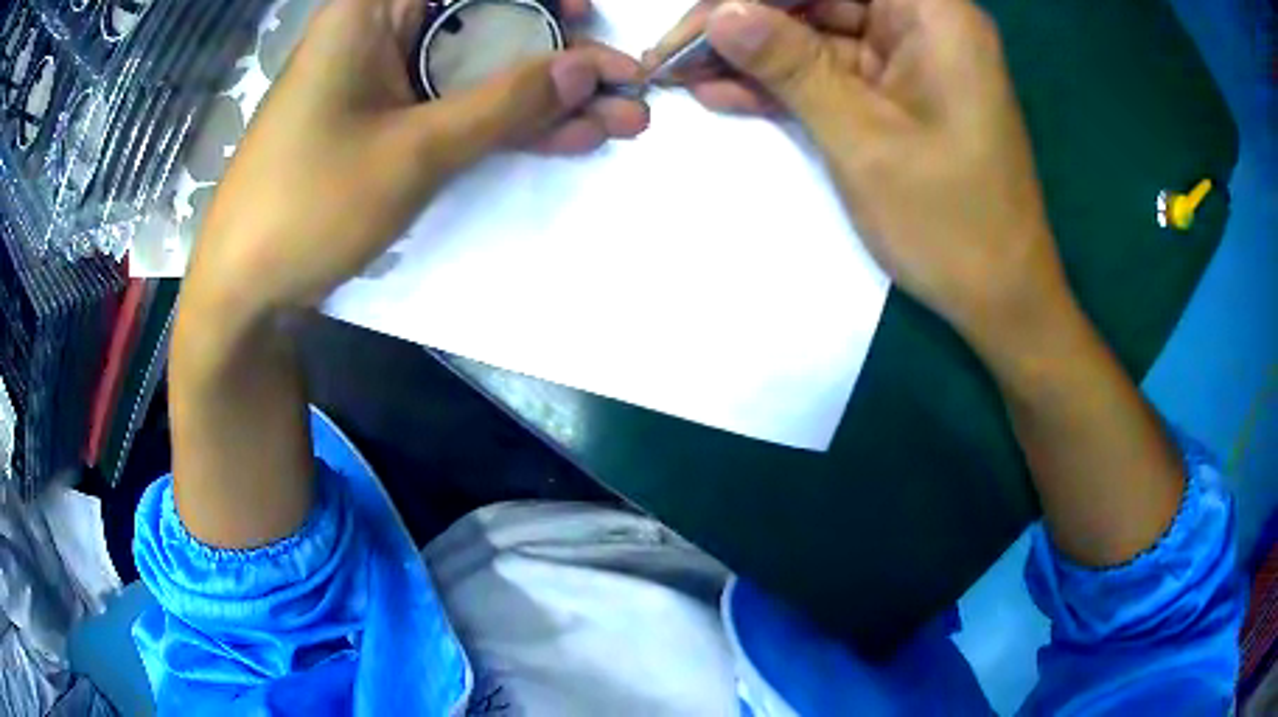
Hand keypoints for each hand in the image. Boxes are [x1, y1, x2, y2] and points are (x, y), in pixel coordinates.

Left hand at [184, 0, 648, 321]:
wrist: (246, 289)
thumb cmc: (307, 207)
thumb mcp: (412, 151)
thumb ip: (505, 103)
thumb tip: (586, 67)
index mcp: (371, 10)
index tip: (586, 17)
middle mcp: (381, 30)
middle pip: (485, 18)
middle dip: (560, 53)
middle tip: (625, 82)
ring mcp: (386, 79)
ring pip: (481, 67)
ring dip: (548, 95)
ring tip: (621, 119)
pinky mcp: (388, 121)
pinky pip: (458, 105)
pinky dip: (509, 122)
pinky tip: (569, 137)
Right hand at [698, 0, 1070, 349]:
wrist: (1000, 297)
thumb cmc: (949, 220)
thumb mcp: (861, 136)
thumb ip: (789, 65)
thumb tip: (718, 13)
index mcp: (932, 13)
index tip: (699, 17)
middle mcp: (921, 22)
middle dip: (744, 20)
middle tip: (673, 52)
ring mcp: (907, 59)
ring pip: (816, 33)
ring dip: (753, 54)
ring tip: (679, 72)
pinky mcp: (896, 94)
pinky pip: (831, 72)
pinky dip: (782, 83)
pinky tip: (721, 93)